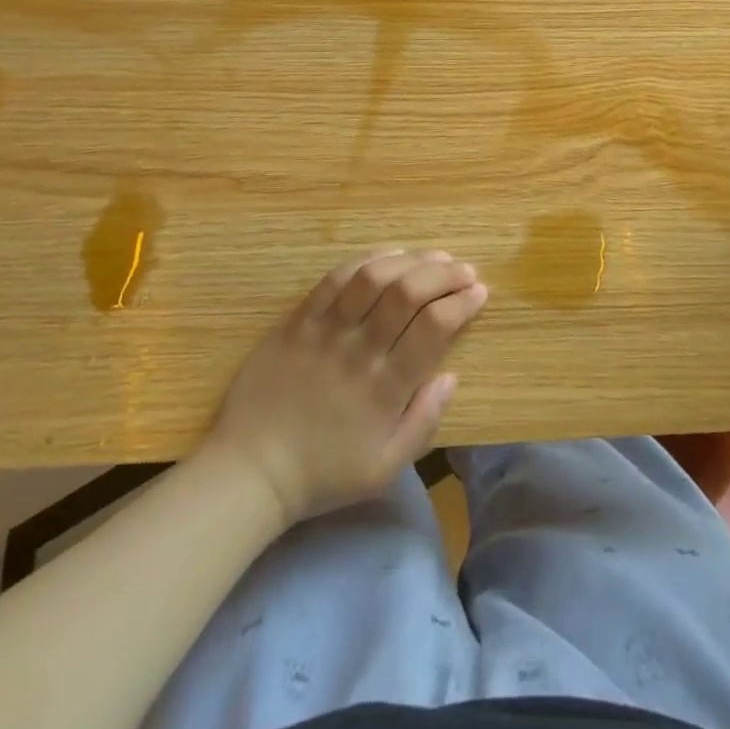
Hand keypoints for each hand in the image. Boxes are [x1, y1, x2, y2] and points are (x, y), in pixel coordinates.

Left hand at [205, 247, 486, 523]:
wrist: (250, 471)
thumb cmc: (323, 473)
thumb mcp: (385, 468)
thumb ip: (424, 422)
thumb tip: (451, 376)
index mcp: (385, 389)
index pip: (434, 327)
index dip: (462, 303)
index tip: (479, 292)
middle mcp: (359, 351)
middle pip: (408, 293)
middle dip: (444, 274)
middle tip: (464, 270)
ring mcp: (325, 332)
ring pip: (373, 278)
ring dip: (410, 260)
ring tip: (433, 257)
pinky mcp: (298, 321)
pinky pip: (334, 279)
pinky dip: (367, 259)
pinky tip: (388, 255)